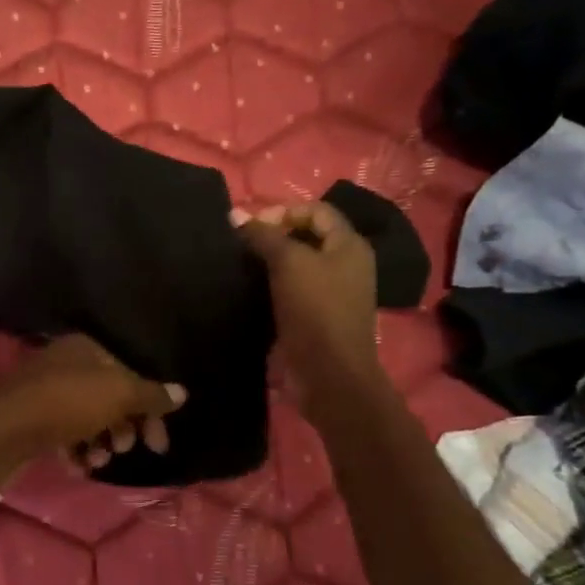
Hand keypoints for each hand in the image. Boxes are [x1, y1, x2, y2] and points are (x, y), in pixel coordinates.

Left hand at [0, 335, 186, 472]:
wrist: (2, 431)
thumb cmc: (66, 404)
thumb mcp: (118, 395)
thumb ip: (151, 395)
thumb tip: (182, 392)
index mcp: (85, 347)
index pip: (130, 372)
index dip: (149, 407)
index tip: (158, 442)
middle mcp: (65, 362)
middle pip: (109, 394)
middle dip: (124, 425)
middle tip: (130, 449)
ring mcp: (44, 389)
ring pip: (86, 415)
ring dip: (100, 440)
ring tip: (99, 458)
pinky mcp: (30, 416)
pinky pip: (63, 431)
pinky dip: (75, 447)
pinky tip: (78, 465)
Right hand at [233, 202, 381, 418]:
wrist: (329, 373)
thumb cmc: (316, 310)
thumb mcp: (289, 263)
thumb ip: (264, 236)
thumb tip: (236, 214)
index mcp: (349, 245)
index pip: (316, 211)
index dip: (283, 212)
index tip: (250, 227)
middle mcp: (347, 264)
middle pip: (307, 236)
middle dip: (274, 236)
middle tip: (243, 245)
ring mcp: (334, 292)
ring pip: (299, 264)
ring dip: (271, 262)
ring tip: (243, 266)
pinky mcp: (319, 315)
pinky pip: (294, 289)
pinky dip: (274, 285)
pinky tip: (252, 290)